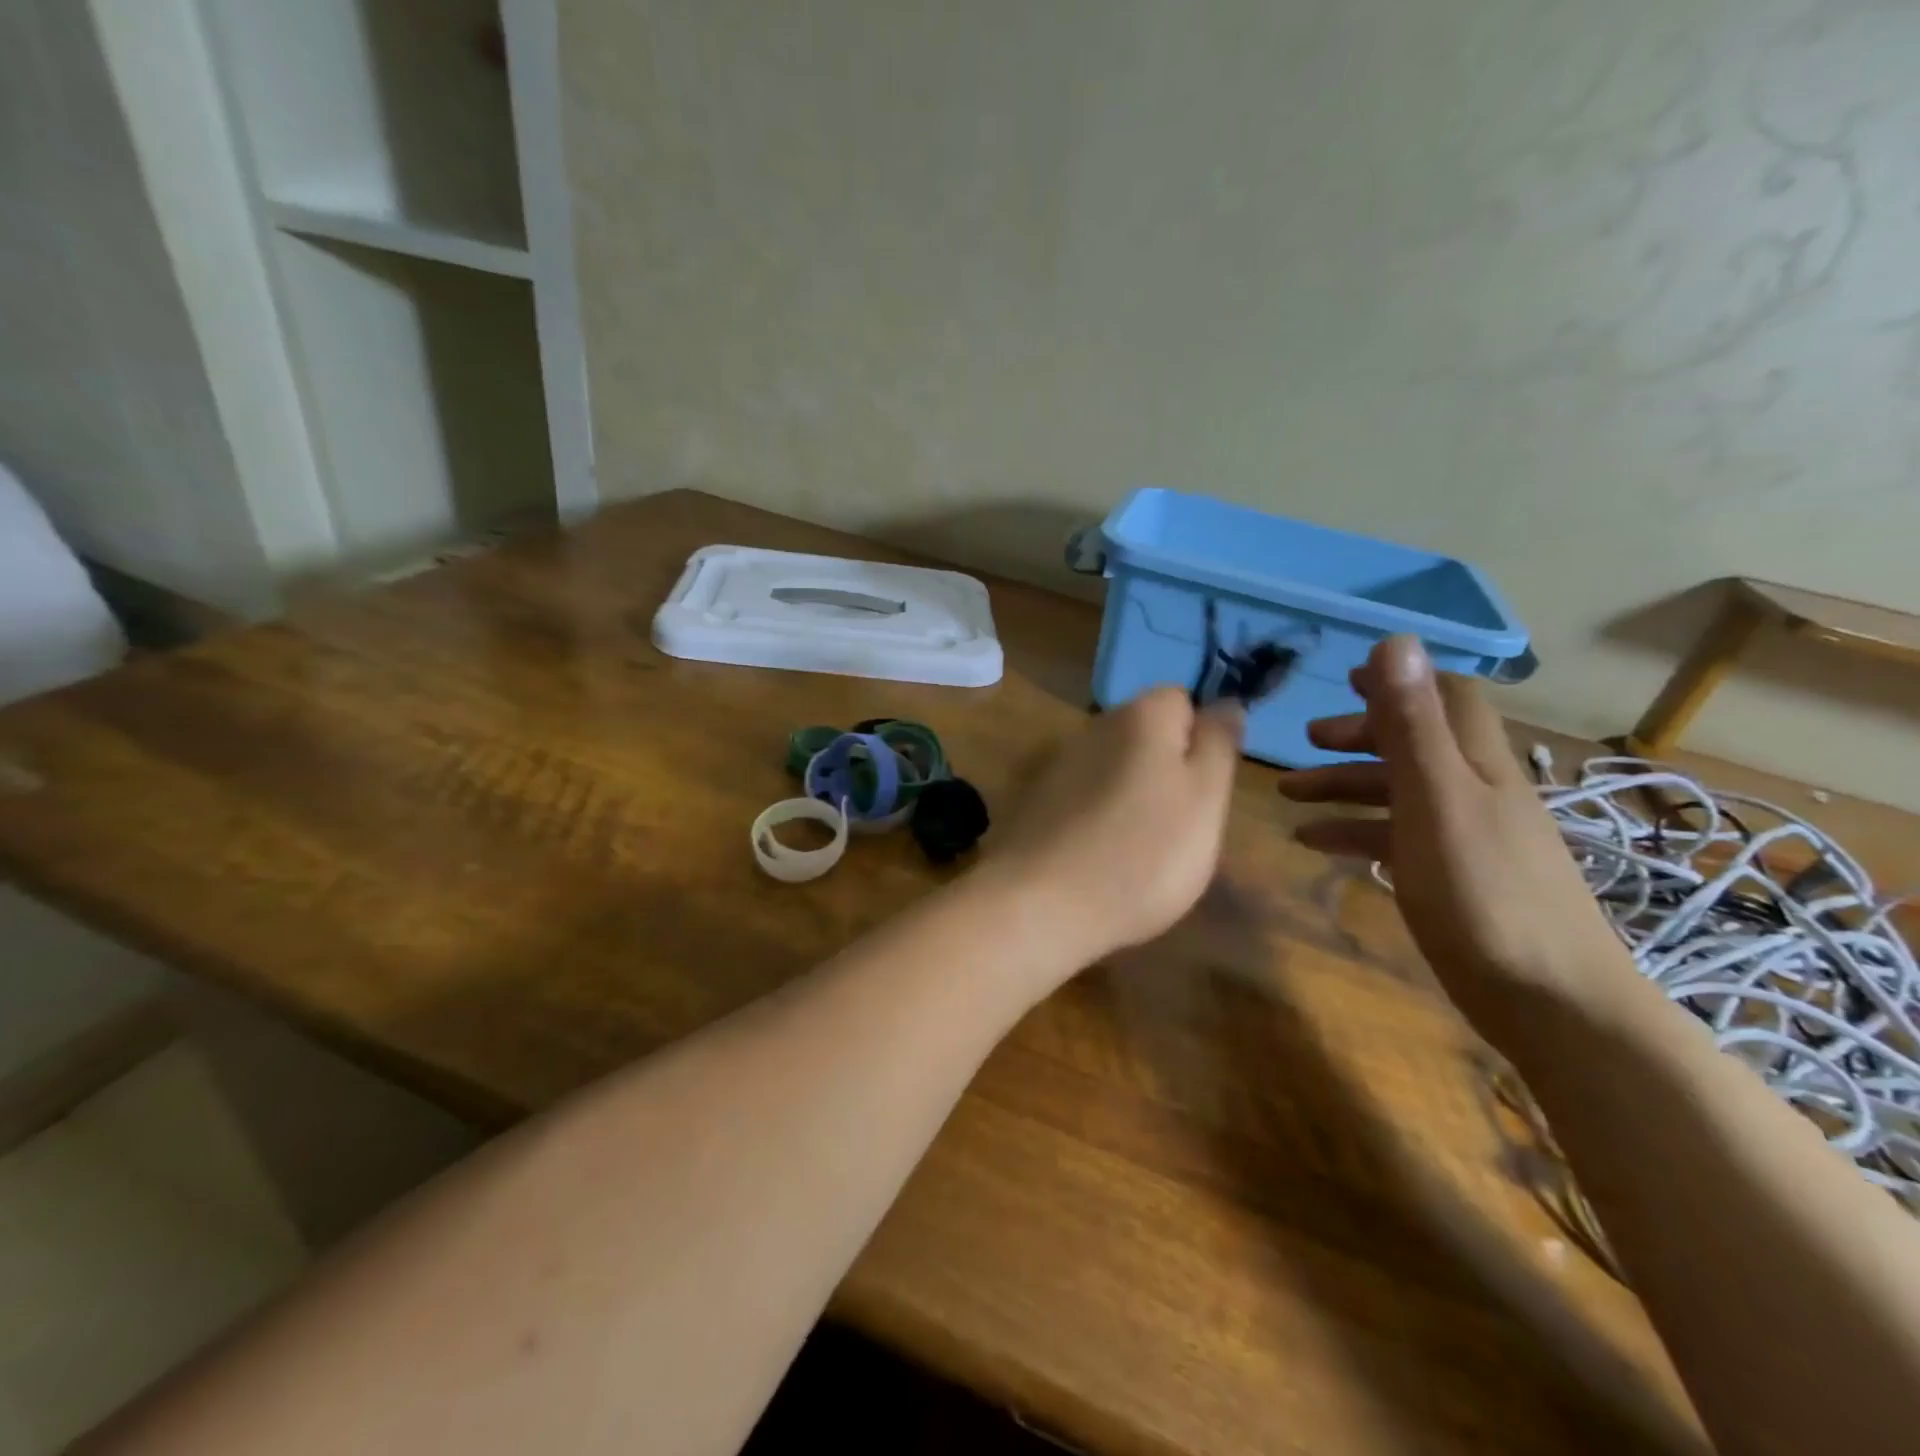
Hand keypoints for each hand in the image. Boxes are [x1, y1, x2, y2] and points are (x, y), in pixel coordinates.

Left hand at [990, 687, 1245, 963]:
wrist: (1042, 904)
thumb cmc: (1143, 853)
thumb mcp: (1206, 798)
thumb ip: (1218, 744)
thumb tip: (1226, 702)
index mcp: (1140, 715)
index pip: (1183, 699)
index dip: (1202, 738)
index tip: (1206, 788)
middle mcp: (1094, 726)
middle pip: (1146, 735)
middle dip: (1168, 770)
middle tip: (1181, 826)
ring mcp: (1059, 764)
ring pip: (1115, 768)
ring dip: (1133, 796)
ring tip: (1143, 850)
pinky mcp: (1036, 801)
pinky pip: (1084, 798)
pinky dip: (1099, 818)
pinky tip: (1101, 857)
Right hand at [1278, 637, 1635, 1039]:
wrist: (1551, 1002)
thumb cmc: (1484, 892)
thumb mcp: (1435, 799)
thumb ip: (1412, 725)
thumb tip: (1395, 641)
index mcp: (1477, 763)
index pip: (1448, 697)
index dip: (1400, 682)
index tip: (1346, 680)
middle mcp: (1475, 790)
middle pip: (1415, 743)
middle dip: (1359, 735)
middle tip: (1306, 742)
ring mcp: (1465, 837)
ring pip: (1398, 792)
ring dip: (1344, 785)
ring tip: (1288, 795)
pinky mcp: (1452, 878)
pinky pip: (1395, 838)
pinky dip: (1354, 831)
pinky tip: (1314, 843)